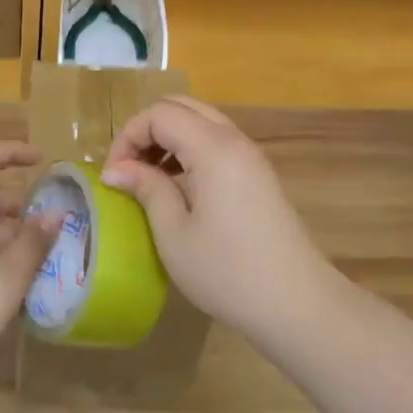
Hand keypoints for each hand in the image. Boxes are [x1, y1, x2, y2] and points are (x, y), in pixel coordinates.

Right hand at [102, 96, 336, 342]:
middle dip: (147, 129)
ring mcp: (250, 156)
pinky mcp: (258, 175)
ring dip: (169, 139)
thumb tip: (115, 169)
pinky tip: (179, 188)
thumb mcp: (174, 233)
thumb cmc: (228, 271)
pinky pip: (217, 142)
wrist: (298, 305)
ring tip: (149, 179)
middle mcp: (234, 140)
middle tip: (129, 168)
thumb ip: (146, 189)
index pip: (160, 113)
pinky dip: (190, 150)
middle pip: (181, 107)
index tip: (114, 175)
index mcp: (212, 147)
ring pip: (201, 122)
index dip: (129, 136)